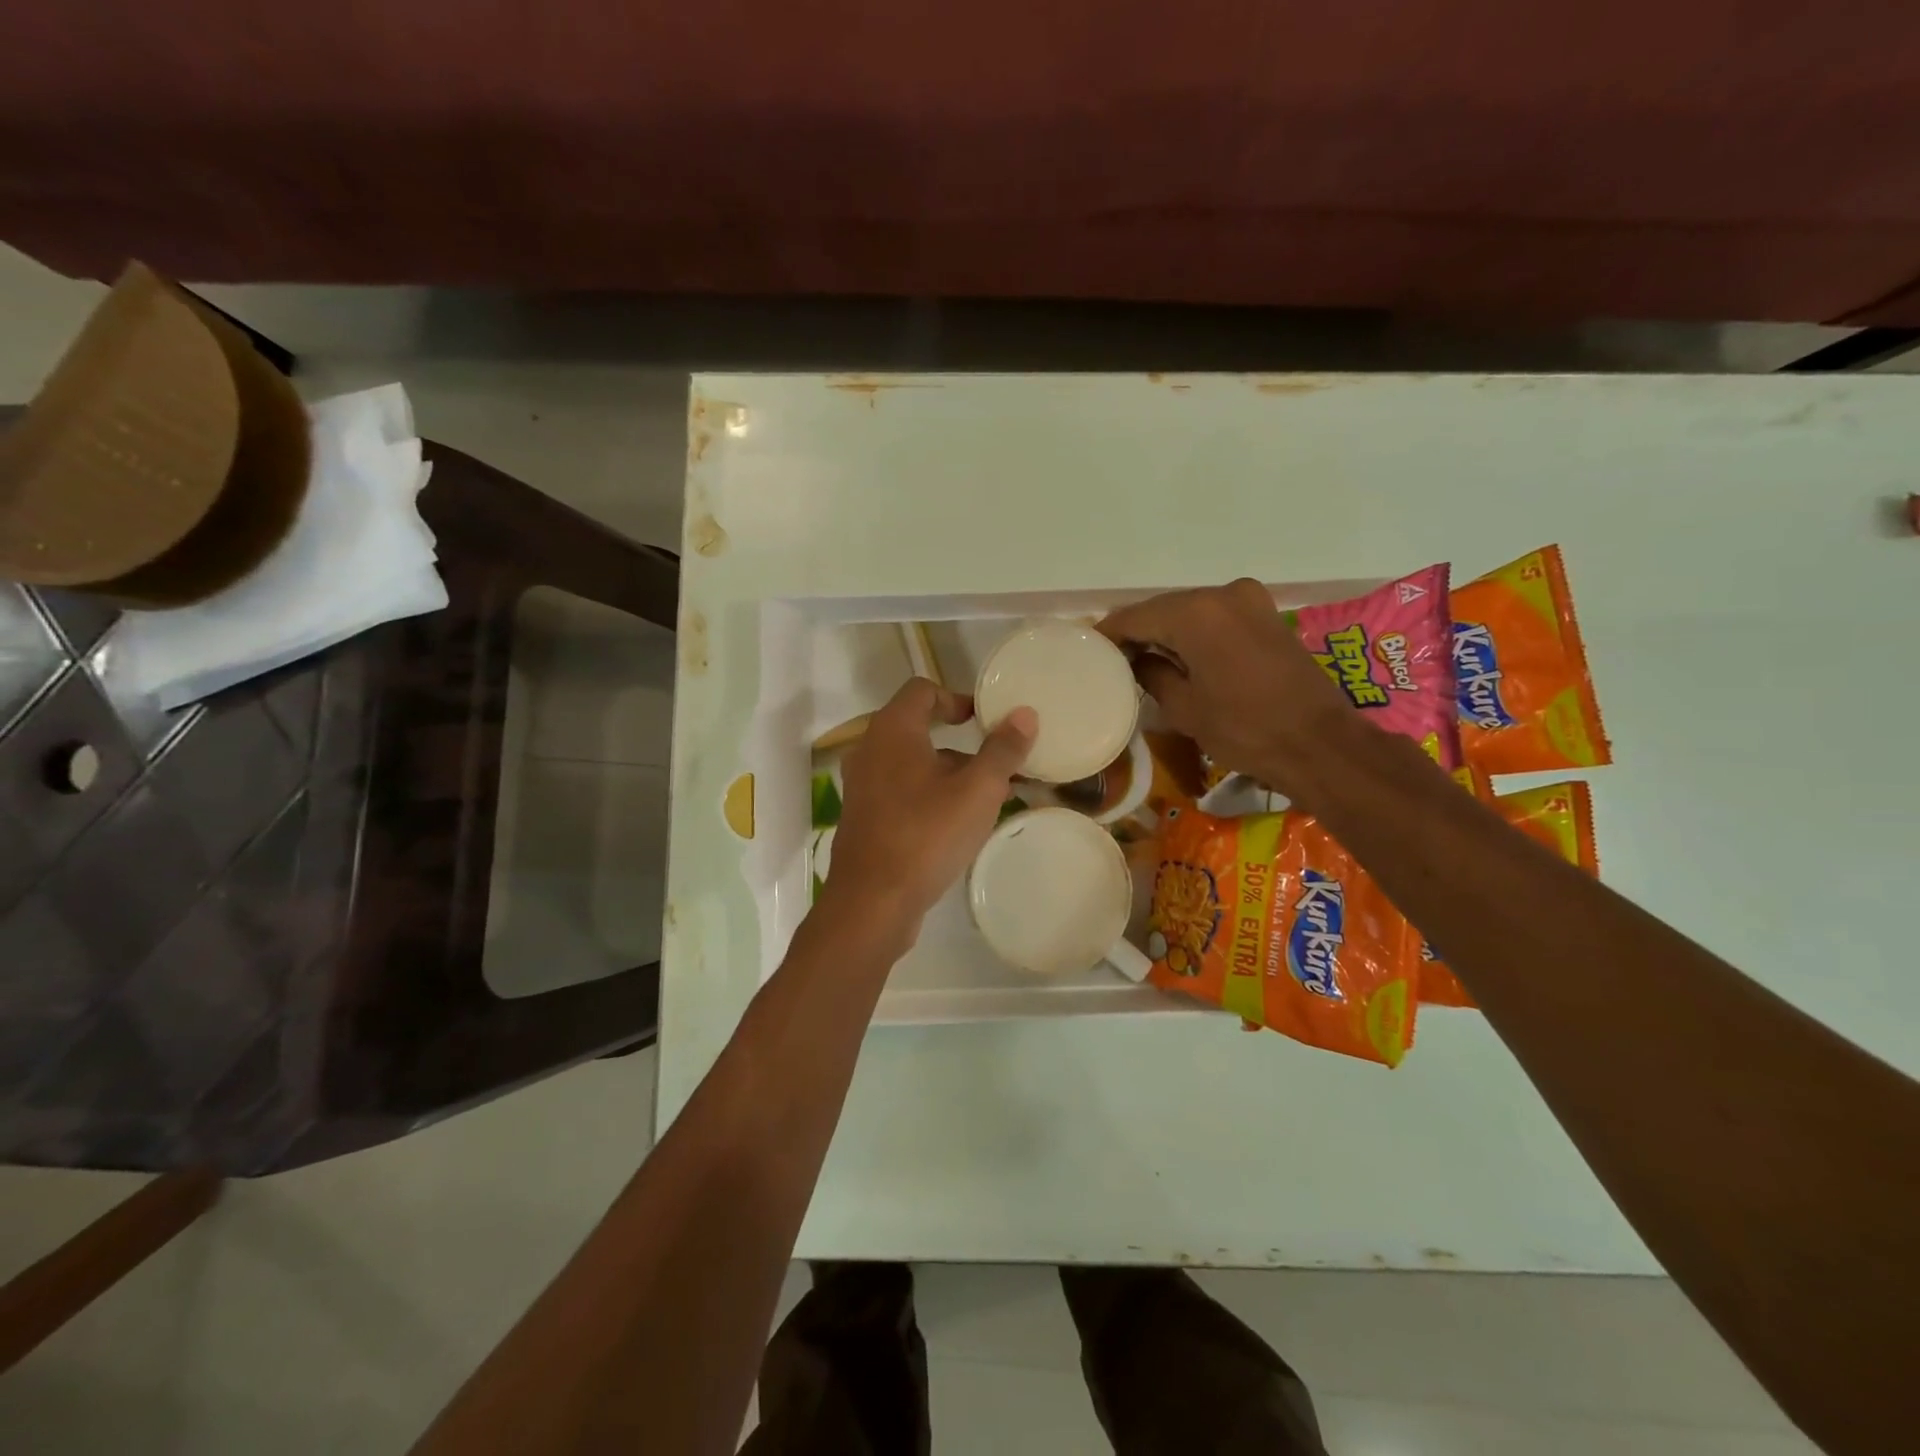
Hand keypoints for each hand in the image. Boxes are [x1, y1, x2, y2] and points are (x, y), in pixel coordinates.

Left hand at [822, 678, 1037, 945]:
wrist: (872, 901)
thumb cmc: (927, 834)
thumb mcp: (978, 790)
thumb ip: (1002, 749)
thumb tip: (1024, 714)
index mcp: (892, 730)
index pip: (922, 690)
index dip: (956, 698)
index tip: (984, 720)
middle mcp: (869, 749)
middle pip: (916, 727)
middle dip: (959, 741)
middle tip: (993, 759)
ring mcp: (861, 785)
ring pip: (909, 763)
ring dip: (945, 770)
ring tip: (984, 796)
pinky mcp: (862, 817)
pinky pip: (899, 790)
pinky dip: (927, 793)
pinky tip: (955, 823)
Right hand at [1097, 579, 1354, 800]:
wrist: (1319, 743)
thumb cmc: (1244, 729)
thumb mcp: (1183, 708)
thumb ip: (1151, 673)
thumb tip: (1137, 659)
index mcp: (1196, 613)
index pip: (1136, 616)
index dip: (1109, 633)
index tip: (1087, 650)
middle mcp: (1222, 594)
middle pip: (1164, 608)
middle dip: (1138, 631)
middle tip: (1113, 659)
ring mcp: (1250, 600)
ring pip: (1191, 611)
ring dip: (1167, 632)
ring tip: (1143, 660)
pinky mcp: (1267, 615)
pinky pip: (1216, 617)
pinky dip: (1195, 633)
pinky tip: (1181, 656)